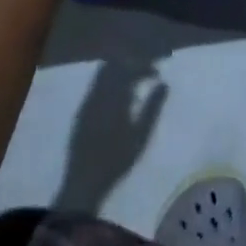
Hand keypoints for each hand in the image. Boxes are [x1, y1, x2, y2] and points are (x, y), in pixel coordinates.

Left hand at [55, 61, 168, 214]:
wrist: (84, 182)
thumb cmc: (117, 160)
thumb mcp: (141, 135)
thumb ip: (152, 107)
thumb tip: (163, 84)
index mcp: (114, 98)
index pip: (129, 69)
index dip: (144, 66)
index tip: (158, 71)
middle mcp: (98, 94)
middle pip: (113, 67)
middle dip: (131, 64)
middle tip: (147, 71)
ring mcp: (87, 102)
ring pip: (102, 75)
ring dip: (119, 72)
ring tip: (135, 81)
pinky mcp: (81, 112)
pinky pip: (96, 87)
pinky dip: (109, 83)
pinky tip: (119, 96)